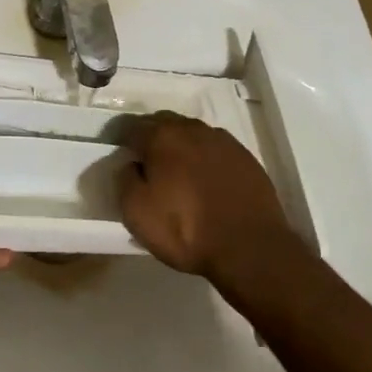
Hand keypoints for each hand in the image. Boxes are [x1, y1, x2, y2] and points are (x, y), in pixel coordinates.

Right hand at [118, 113, 293, 280]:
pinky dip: (205, 157)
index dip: (123, 141)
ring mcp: (223, 141)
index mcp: (162, 137)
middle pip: (164, 123)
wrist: (250, 247)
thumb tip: (130, 164)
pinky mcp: (245, 157)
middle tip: (146, 162)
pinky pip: (215, 148)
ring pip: (192, 133)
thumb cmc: (185, 230)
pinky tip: (205, 178)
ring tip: (177, 171)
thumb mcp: (136, 213)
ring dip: (180, 145)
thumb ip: (125, 180)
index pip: (132, 128)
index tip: (121, 156)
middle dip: (152, 137)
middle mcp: (192, 129)